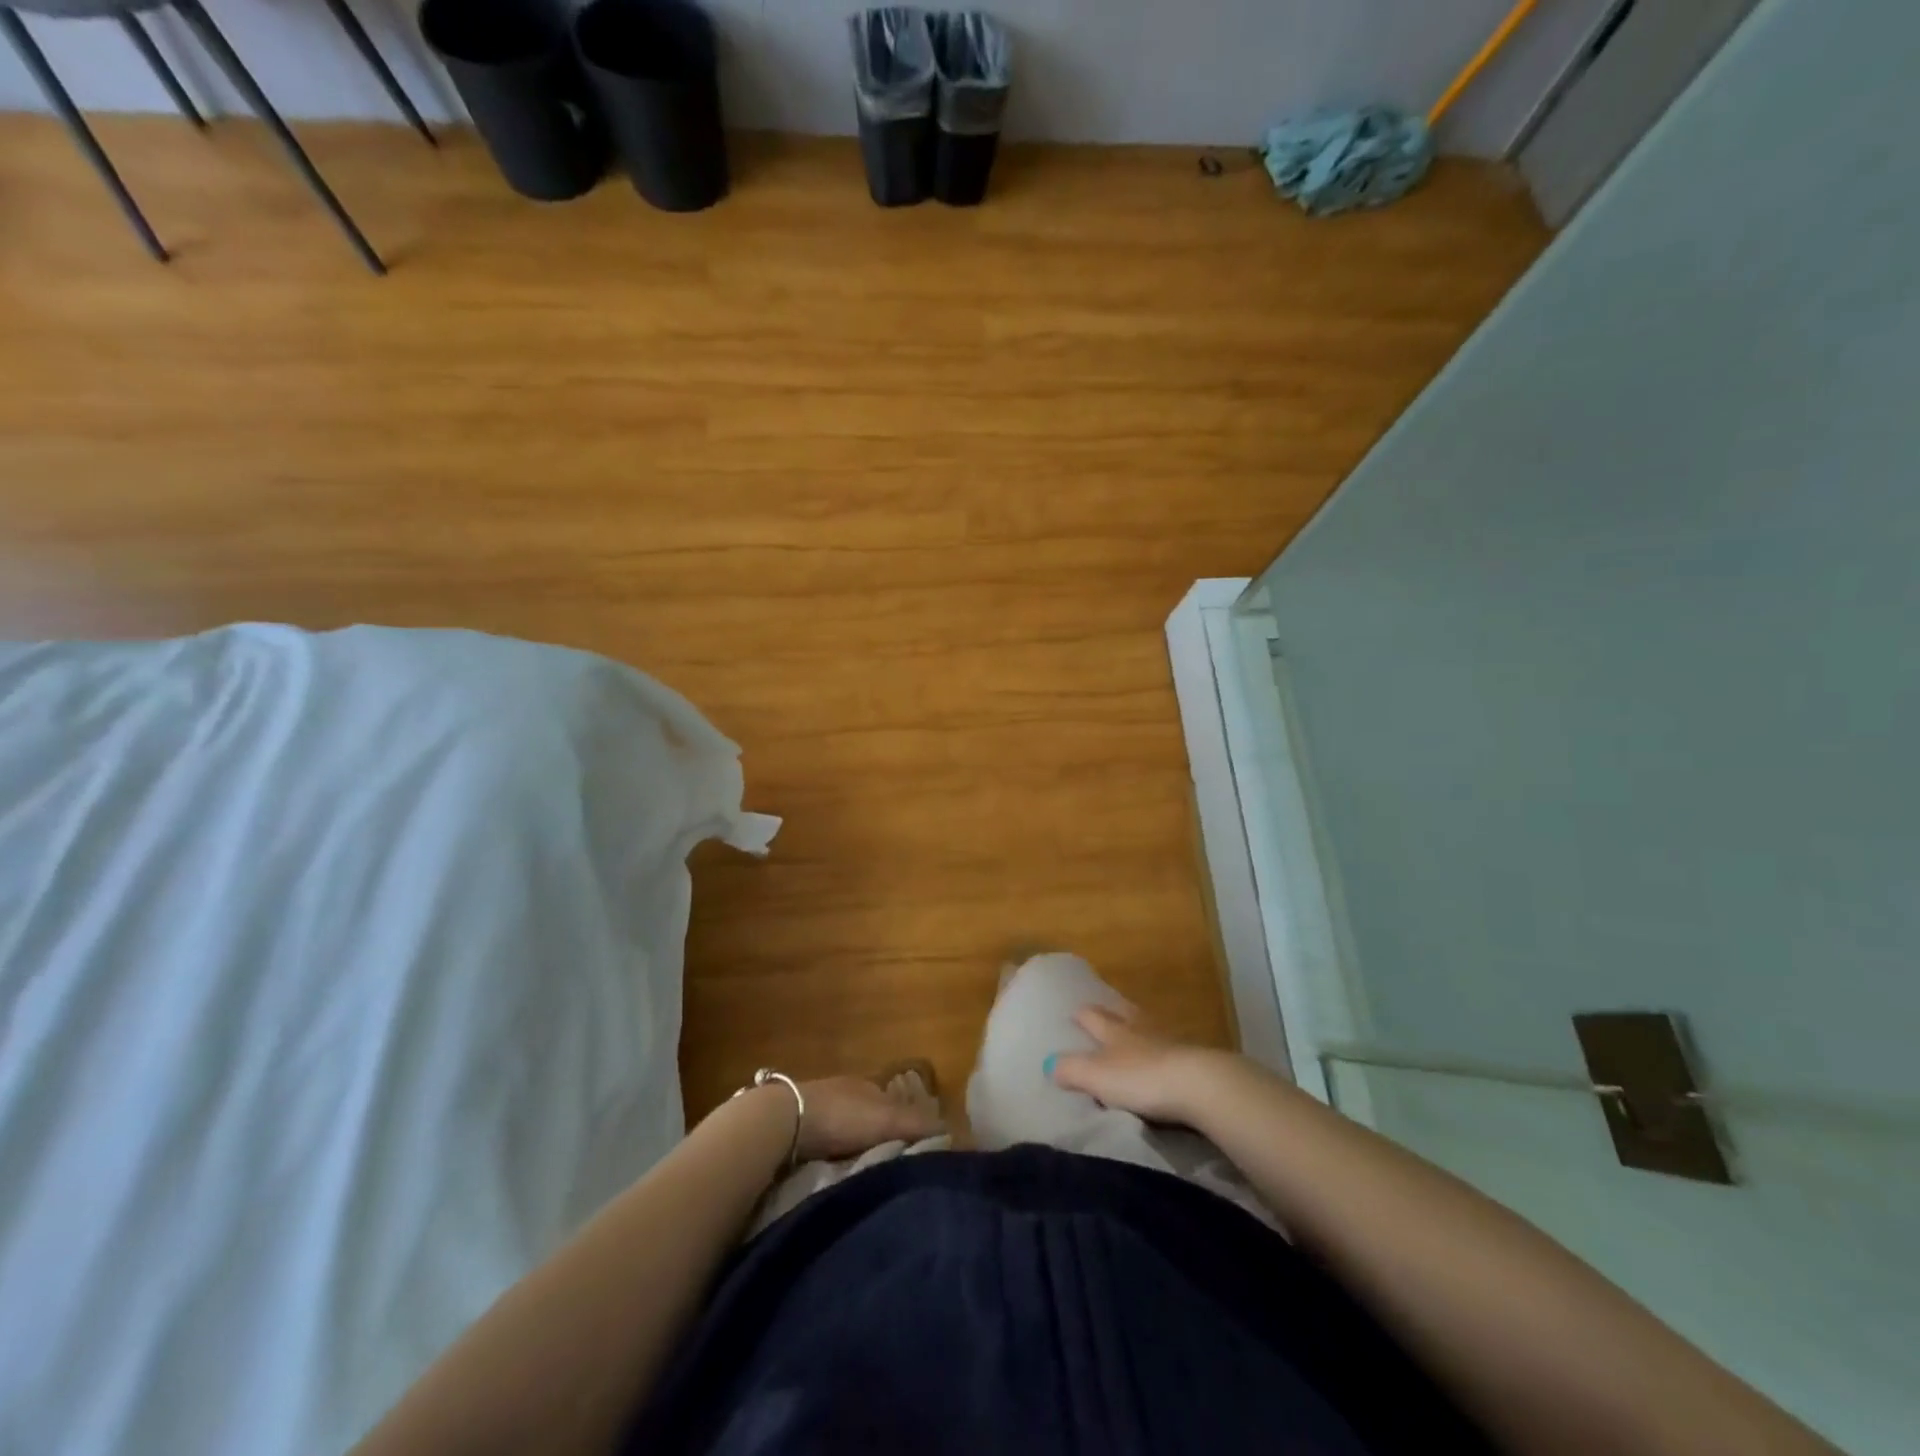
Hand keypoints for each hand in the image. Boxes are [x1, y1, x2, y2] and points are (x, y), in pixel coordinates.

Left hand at [792, 1075, 943, 1162]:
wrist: (782, 1122)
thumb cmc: (841, 1116)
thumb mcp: (888, 1120)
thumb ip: (921, 1126)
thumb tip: (960, 1134)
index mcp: (869, 1084)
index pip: (898, 1103)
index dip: (910, 1125)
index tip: (919, 1153)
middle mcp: (847, 1091)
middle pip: (873, 1117)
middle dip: (884, 1137)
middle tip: (896, 1169)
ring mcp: (821, 1108)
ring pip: (849, 1131)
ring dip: (858, 1148)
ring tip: (869, 1177)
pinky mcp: (798, 1129)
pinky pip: (827, 1143)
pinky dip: (835, 1156)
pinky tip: (838, 1173)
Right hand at [1048, 1005, 1226, 1125]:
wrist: (1199, 1085)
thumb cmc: (1141, 1078)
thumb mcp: (1097, 1076)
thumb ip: (1071, 1070)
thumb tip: (1048, 1063)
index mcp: (1114, 1031)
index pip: (1093, 1017)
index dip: (1082, 1015)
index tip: (1074, 1011)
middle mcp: (1140, 1029)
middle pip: (1122, 1015)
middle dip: (1111, 1013)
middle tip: (1103, 1012)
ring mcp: (1169, 1041)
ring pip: (1148, 1027)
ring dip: (1138, 1027)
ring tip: (1132, 1030)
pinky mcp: (1192, 1059)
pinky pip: (1170, 1048)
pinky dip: (1162, 1049)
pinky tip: (1162, 1056)